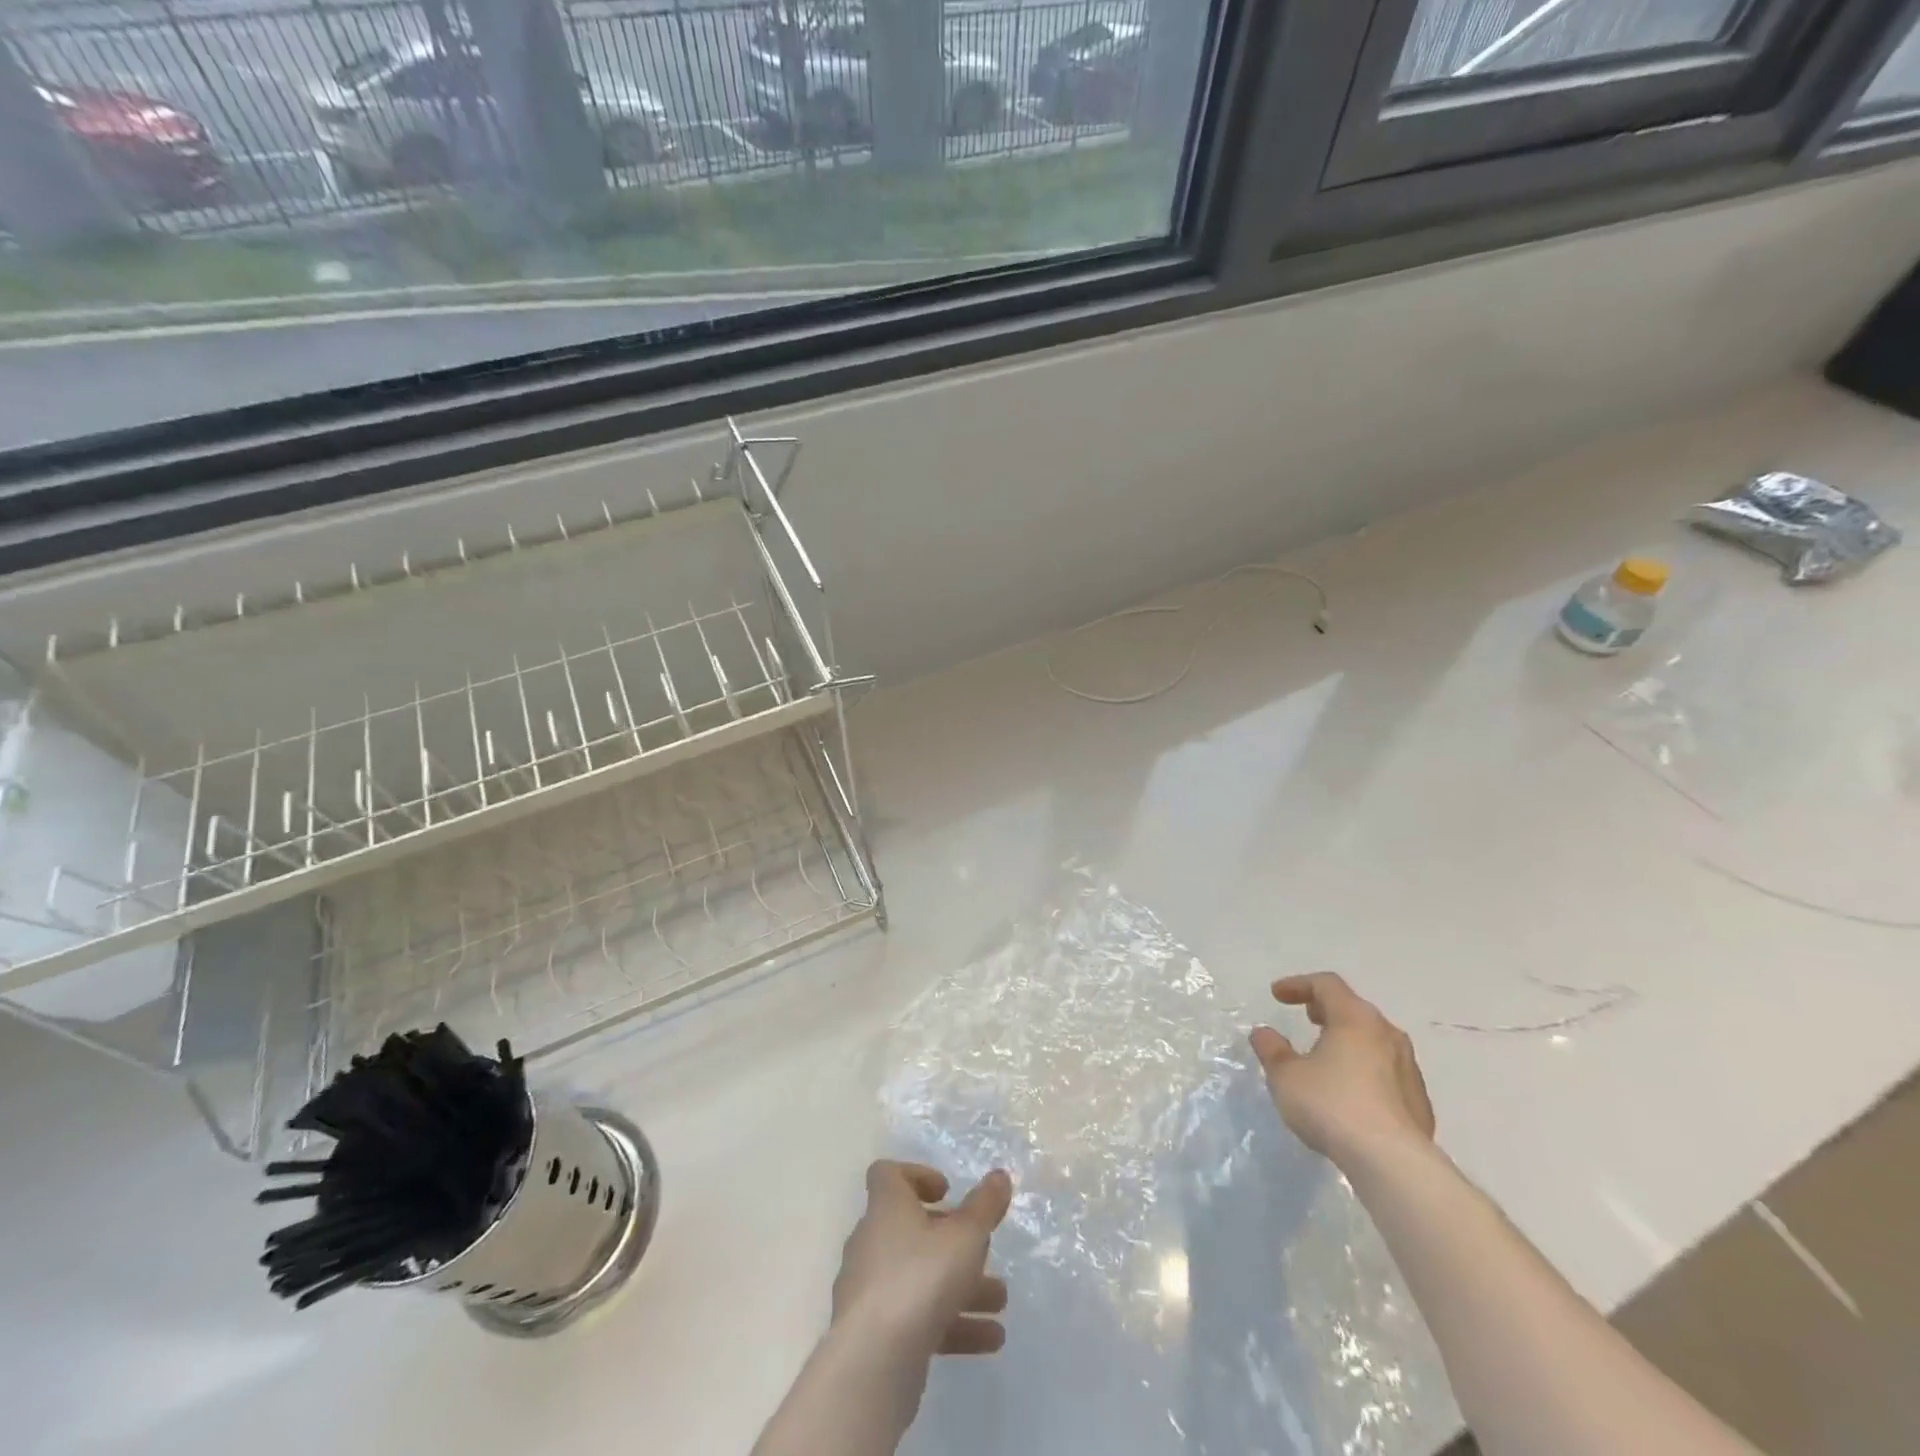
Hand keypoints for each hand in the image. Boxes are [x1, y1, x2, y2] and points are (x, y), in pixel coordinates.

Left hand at [832, 1161, 1013, 1358]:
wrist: (873, 1363)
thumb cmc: (920, 1278)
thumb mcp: (965, 1236)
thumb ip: (985, 1206)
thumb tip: (1000, 1175)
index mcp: (887, 1207)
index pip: (888, 1175)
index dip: (917, 1176)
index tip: (946, 1192)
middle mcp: (873, 1242)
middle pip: (912, 1229)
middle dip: (953, 1241)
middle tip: (983, 1250)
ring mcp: (871, 1290)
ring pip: (920, 1277)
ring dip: (960, 1286)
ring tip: (1000, 1301)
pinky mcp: (875, 1333)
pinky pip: (916, 1318)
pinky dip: (951, 1323)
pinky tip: (989, 1340)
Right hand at [1250, 973, 1435, 1166]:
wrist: (1393, 1162)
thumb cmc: (1332, 1105)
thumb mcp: (1286, 1075)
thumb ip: (1273, 1050)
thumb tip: (1264, 1033)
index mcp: (1355, 1019)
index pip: (1327, 984)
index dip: (1299, 984)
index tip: (1277, 995)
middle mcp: (1387, 1035)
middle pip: (1355, 1009)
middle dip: (1327, 1010)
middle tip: (1307, 1017)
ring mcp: (1409, 1068)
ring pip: (1374, 1041)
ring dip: (1348, 1040)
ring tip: (1327, 1055)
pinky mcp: (1419, 1102)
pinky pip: (1387, 1072)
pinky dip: (1365, 1070)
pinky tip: (1351, 1092)